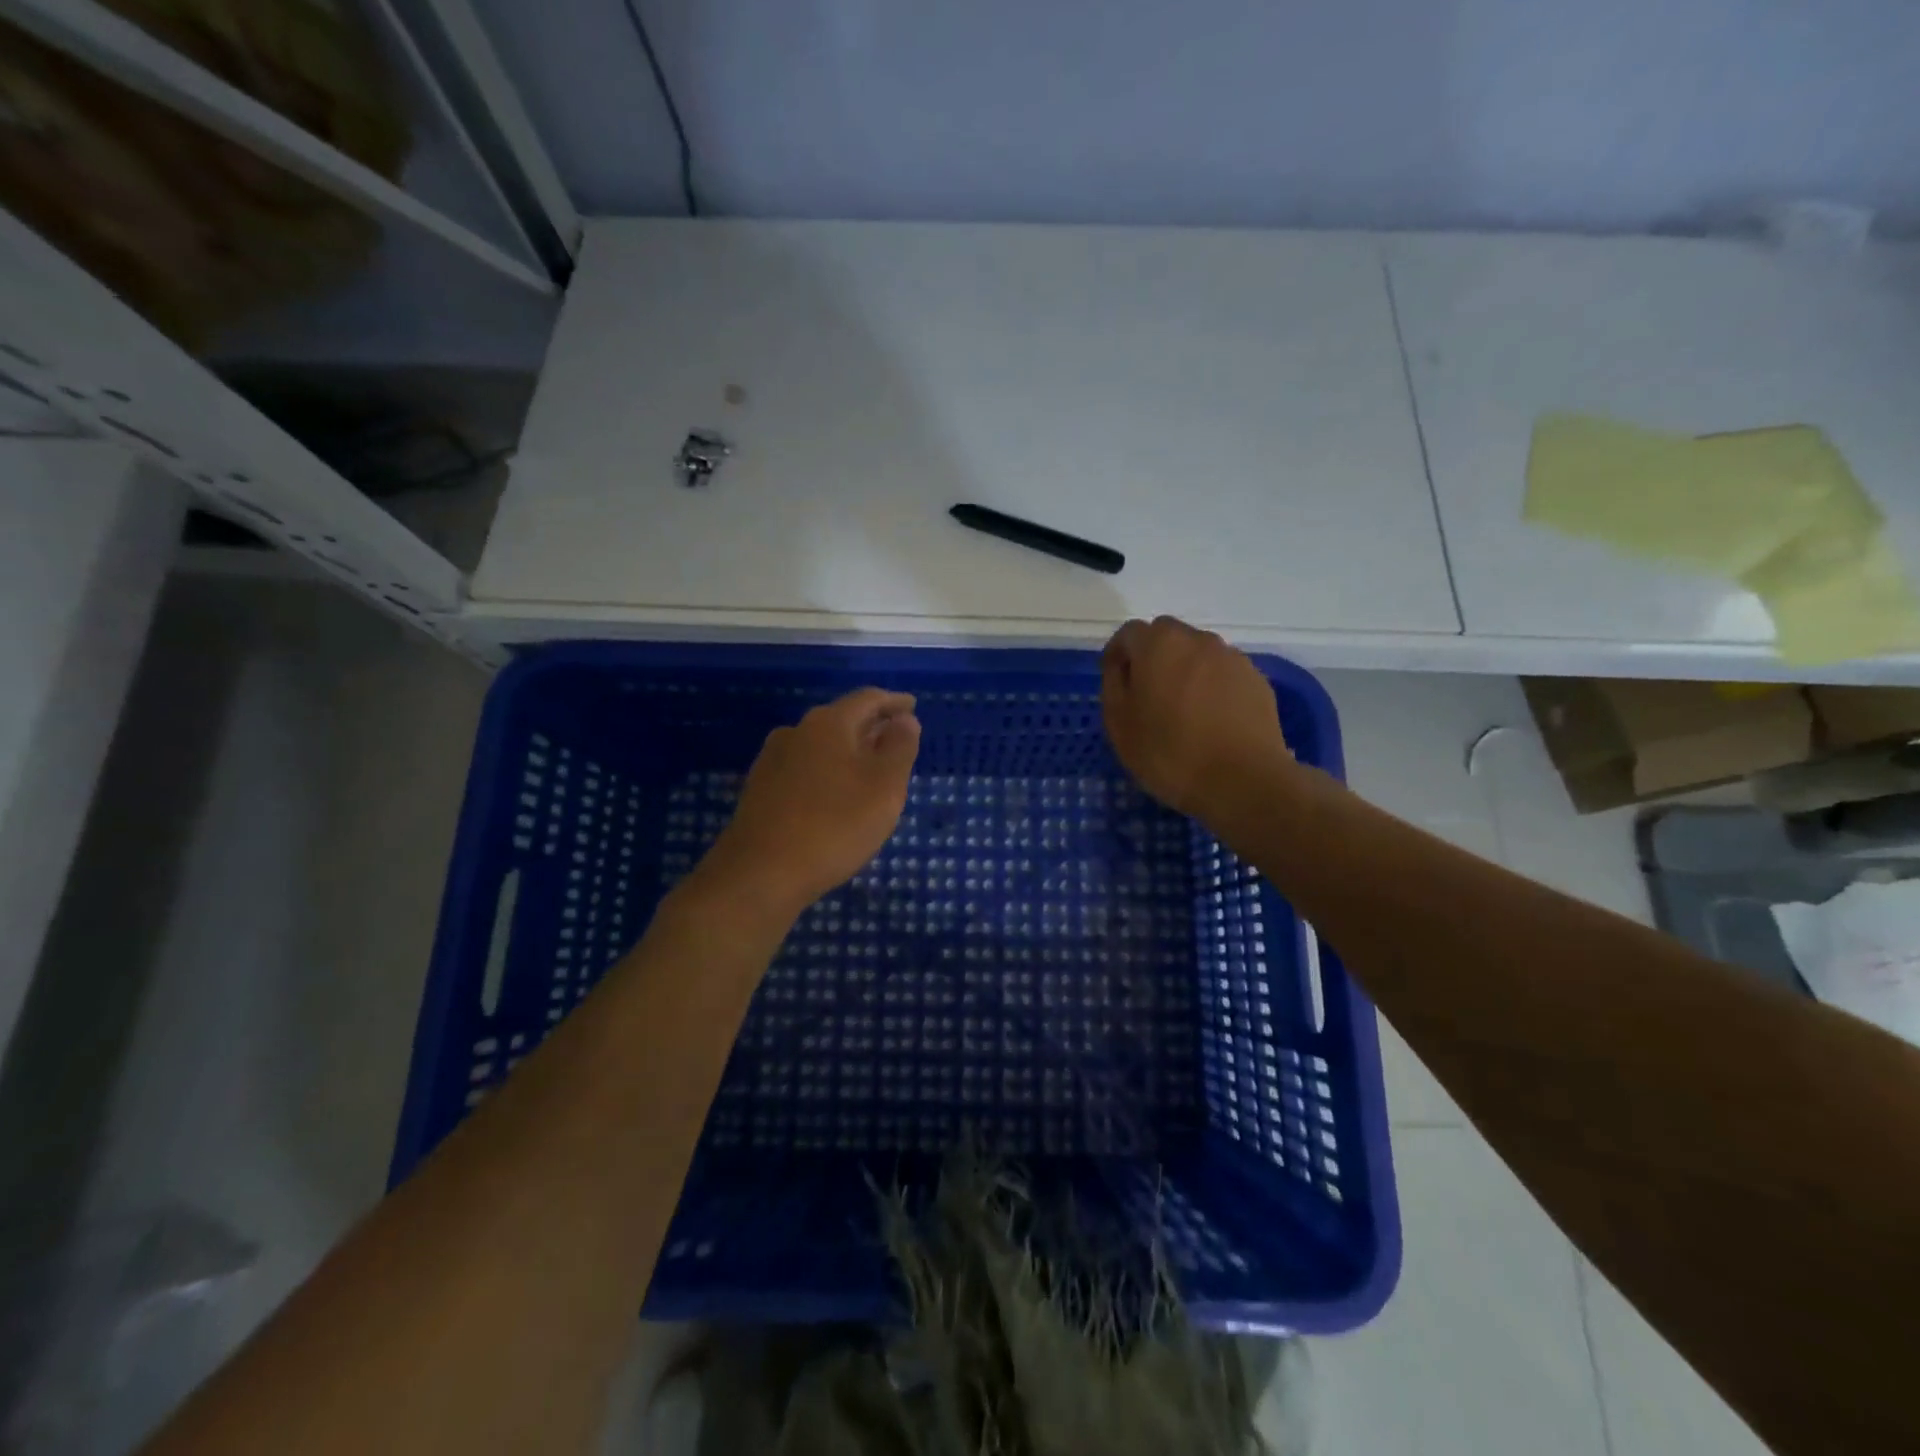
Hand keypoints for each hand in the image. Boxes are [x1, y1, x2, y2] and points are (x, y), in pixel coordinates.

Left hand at [700, 687, 920, 918]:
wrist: (760, 873)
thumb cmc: (835, 825)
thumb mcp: (884, 786)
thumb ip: (900, 747)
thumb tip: (905, 720)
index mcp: (829, 723)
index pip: (868, 699)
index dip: (894, 702)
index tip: (912, 706)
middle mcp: (797, 731)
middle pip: (842, 719)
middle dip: (872, 726)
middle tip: (897, 738)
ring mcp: (774, 760)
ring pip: (822, 745)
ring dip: (849, 750)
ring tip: (870, 769)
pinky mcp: (761, 789)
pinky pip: (805, 768)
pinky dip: (828, 771)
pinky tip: (836, 794)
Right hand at [1101, 616, 1288, 819]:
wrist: (1243, 781)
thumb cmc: (1169, 753)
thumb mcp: (1119, 724)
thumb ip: (1113, 685)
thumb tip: (1121, 667)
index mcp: (1159, 644)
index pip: (1129, 633)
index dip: (1117, 655)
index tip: (1115, 682)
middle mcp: (1197, 640)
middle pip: (1166, 636)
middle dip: (1152, 656)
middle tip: (1147, 694)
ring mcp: (1232, 658)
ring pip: (1198, 653)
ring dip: (1184, 670)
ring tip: (1182, 710)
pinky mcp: (1256, 680)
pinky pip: (1223, 673)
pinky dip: (1211, 686)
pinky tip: (1210, 720)